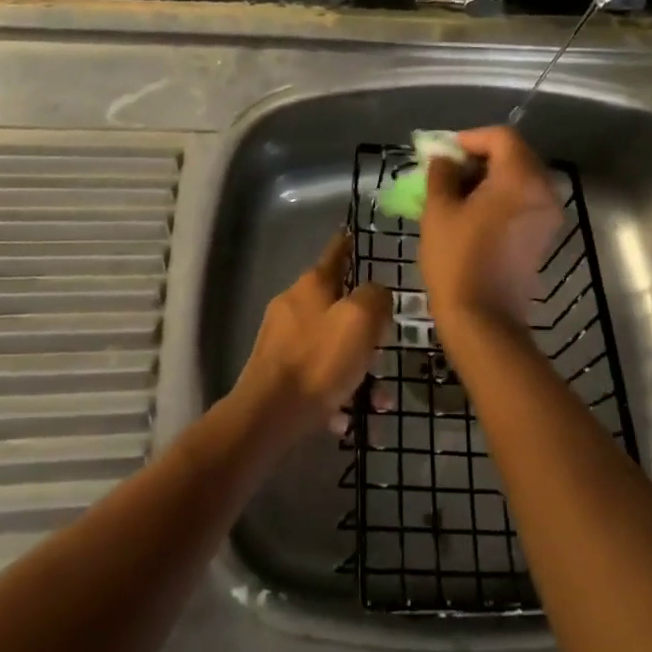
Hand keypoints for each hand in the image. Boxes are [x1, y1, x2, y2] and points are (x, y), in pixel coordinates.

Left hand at [234, 229, 392, 440]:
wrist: (267, 416)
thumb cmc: (319, 360)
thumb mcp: (360, 320)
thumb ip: (375, 297)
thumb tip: (376, 293)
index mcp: (312, 284)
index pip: (336, 252)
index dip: (348, 244)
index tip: (353, 233)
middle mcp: (293, 305)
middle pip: (336, 304)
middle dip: (364, 326)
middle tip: (384, 345)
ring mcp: (281, 340)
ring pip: (329, 345)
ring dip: (355, 368)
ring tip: (377, 398)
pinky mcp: (276, 373)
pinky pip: (316, 376)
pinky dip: (335, 392)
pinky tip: (347, 417)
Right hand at [420, 126, 562, 340]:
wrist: (484, 321)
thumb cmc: (457, 260)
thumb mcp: (438, 210)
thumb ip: (441, 173)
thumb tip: (445, 159)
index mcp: (520, 178)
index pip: (501, 137)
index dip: (471, 138)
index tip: (445, 152)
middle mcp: (543, 190)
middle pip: (515, 154)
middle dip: (481, 156)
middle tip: (449, 169)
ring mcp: (548, 214)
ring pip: (520, 177)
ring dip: (491, 176)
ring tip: (457, 190)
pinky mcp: (544, 235)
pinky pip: (524, 199)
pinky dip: (502, 195)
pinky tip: (474, 210)